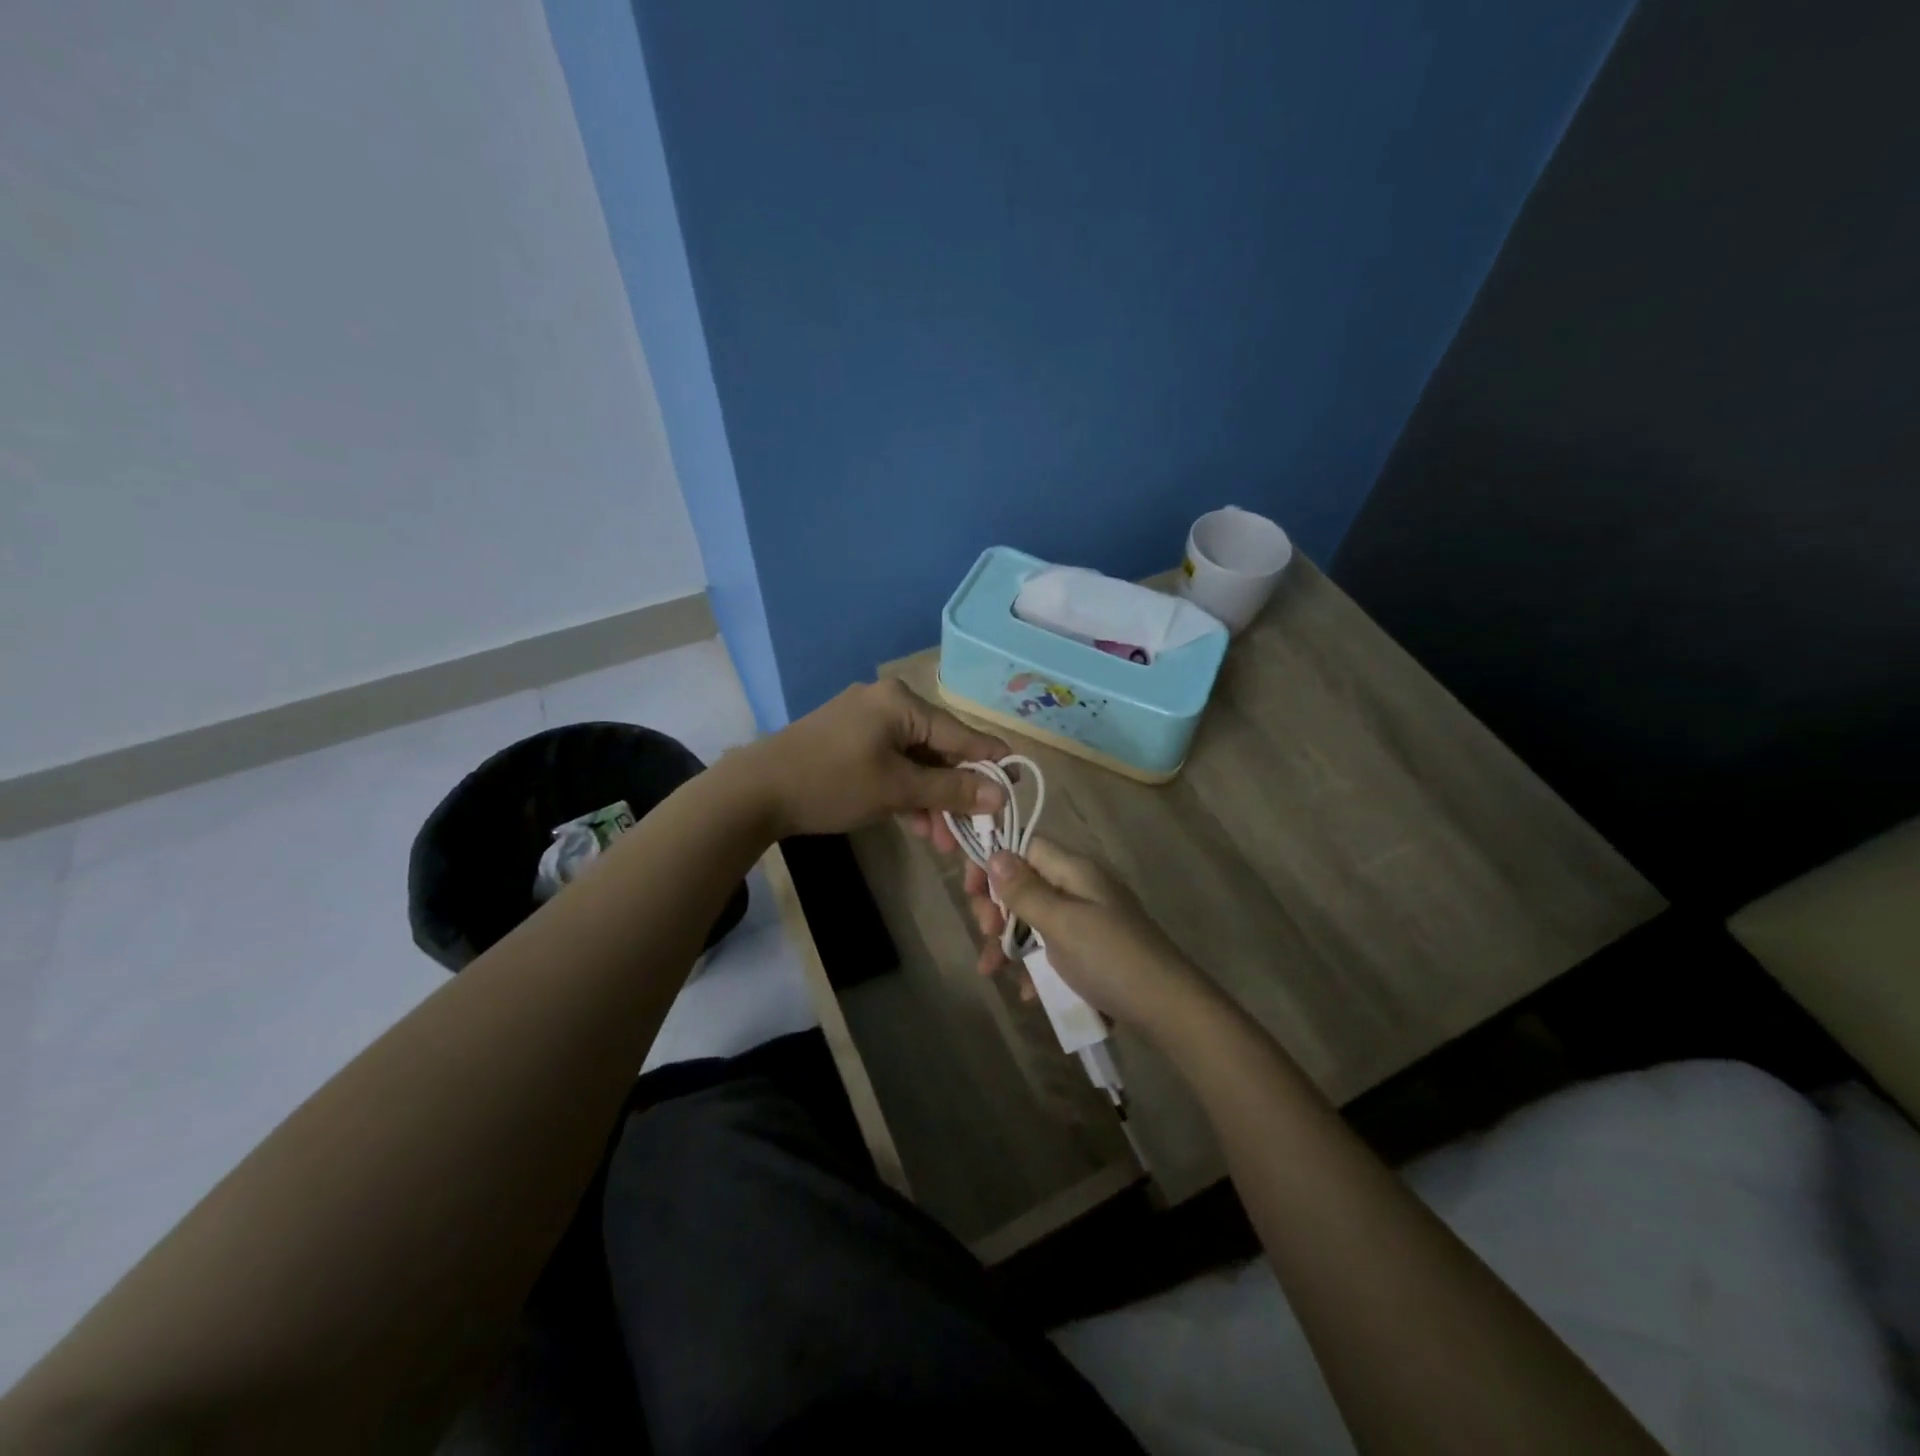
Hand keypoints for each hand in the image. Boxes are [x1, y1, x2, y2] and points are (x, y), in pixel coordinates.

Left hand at [743, 679, 1009, 839]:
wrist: (755, 791)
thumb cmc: (832, 783)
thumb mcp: (897, 789)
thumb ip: (951, 789)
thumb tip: (1001, 793)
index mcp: (901, 702)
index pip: (960, 733)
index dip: (990, 762)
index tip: (1016, 786)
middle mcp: (887, 703)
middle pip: (938, 748)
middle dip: (954, 792)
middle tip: (971, 830)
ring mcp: (865, 722)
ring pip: (914, 761)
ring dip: (930, 799)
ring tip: (942, 839)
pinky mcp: (849, 742)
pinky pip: (891, 764)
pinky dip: (904, 792)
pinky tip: (916, 824)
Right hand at [964, 836, 1215, 1030]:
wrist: (1169, 1009)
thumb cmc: (1111, 958)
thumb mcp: (1061, 923)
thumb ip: (1025, 890)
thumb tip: (995, 852)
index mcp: (1075, 870)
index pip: (1025, 846)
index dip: (993, 861)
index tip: (970, 890)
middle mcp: (1081, 888)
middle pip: (1026, 883)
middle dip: (997, 907)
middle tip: (985, 932)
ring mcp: (1089, 920)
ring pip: (1035, 919)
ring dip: (1008, 942)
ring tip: (991, 971)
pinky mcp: (1093, 950)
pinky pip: (1053, 948)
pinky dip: (1035, 965)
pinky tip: (1027, 992)